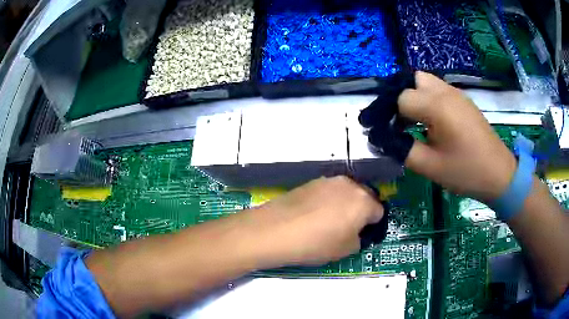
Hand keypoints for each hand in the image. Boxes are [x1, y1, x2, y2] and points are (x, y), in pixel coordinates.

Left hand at [251, 176, 383, 266]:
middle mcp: (349, 184)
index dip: (372, 225)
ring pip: (346, 192)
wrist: (276, 230)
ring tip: (328, 221)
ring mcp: (328, 181)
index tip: (361, 235)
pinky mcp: (310, 182)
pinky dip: (327, 201)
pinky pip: (328, 191)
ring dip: (344, 204)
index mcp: (363, 201)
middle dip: (361, 211)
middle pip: (364, 197)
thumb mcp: (346, 250)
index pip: (379, 211)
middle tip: (347, 227)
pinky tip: (313, 215)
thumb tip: (356, 231)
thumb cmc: (316, 243)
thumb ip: (359, 238)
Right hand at [399, 71, 516, 200]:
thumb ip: (403, 150)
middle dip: (403, 98)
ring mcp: (457, 94)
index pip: (401, 97)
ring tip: (417, 122)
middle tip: (402, 122)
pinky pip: (439, 89)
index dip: (391, 114)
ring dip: (416, 97)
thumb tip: (384, 139)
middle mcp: (446, 92)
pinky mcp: (464, 100)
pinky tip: (434, 122)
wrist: (499, 173)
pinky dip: (429, 99)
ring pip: (426, 81)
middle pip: (413, 80)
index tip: (390, 133)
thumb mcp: (430, 167)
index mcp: (437, 106)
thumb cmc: (466, 171)